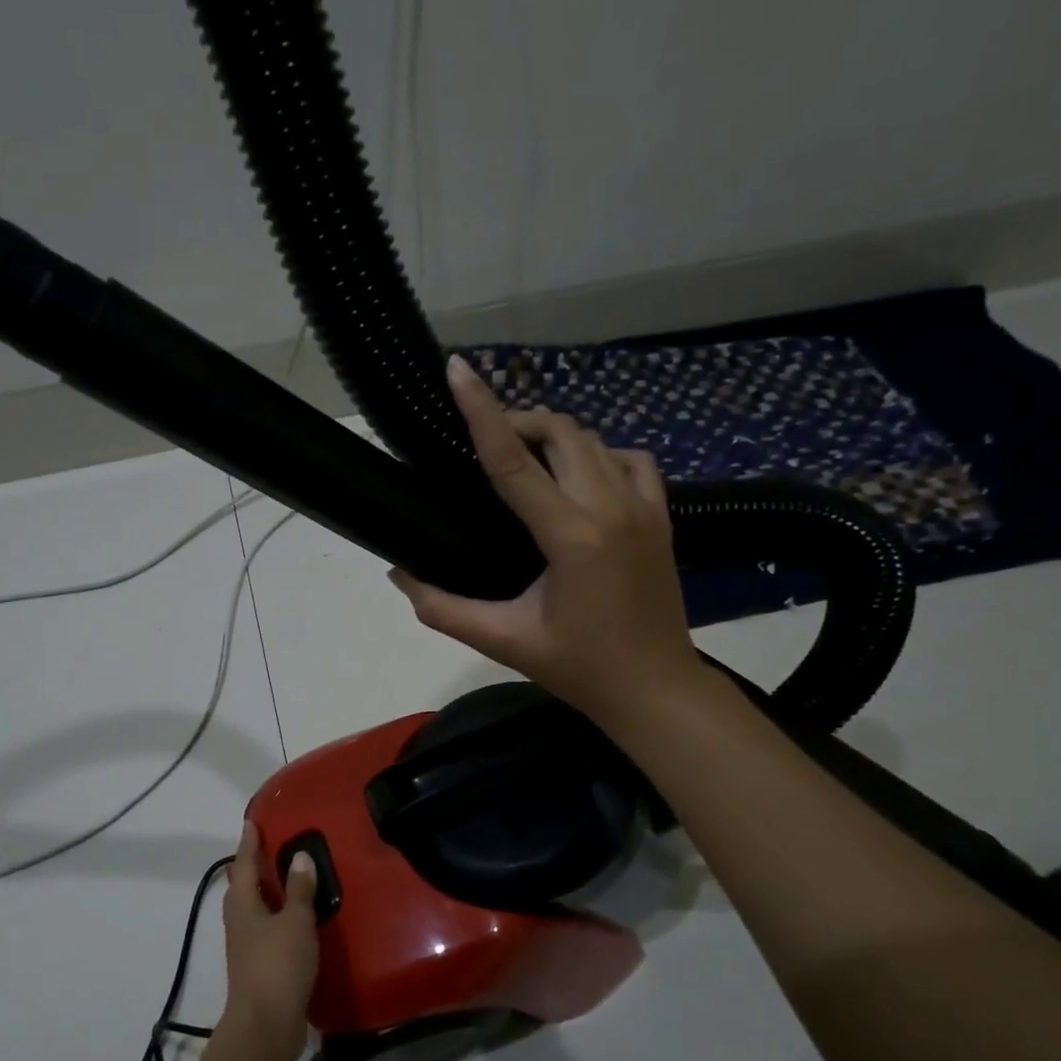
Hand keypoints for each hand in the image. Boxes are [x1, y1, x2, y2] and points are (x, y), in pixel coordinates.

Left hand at [220, 821, 319, 1060]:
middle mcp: (239, 919)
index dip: (249, 841)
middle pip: (244, 884)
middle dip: (255, 864)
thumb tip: (299, 856)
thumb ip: (299, 890)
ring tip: (288, 875)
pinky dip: (279, 913)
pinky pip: (268, 926)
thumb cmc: (277, 966)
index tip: (252, 821)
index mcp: (242, 904)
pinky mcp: (259, 964)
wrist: (266, 1026)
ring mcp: (247, 944)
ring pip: (255, 906)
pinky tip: (296, 916)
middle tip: (273, 844)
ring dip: (268, 890)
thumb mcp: (295, 922)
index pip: (244, 863)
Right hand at [388, 356, 705, 728]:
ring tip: (523, 457)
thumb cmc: (579, 668)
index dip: (482, 412)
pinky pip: (629, 459)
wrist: (656, 689)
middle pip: (560, 432)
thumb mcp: (504, 641)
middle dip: (517, 422)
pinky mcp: (662, 515)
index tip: (458, 370)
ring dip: (554, 436)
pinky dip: (597, 454)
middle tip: (482, 441)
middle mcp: (612, 507)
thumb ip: (443, 608)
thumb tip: (399, 572)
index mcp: (572, 536)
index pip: (515, 461)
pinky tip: (578, 477)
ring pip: (595, 439)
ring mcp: (645, 507)